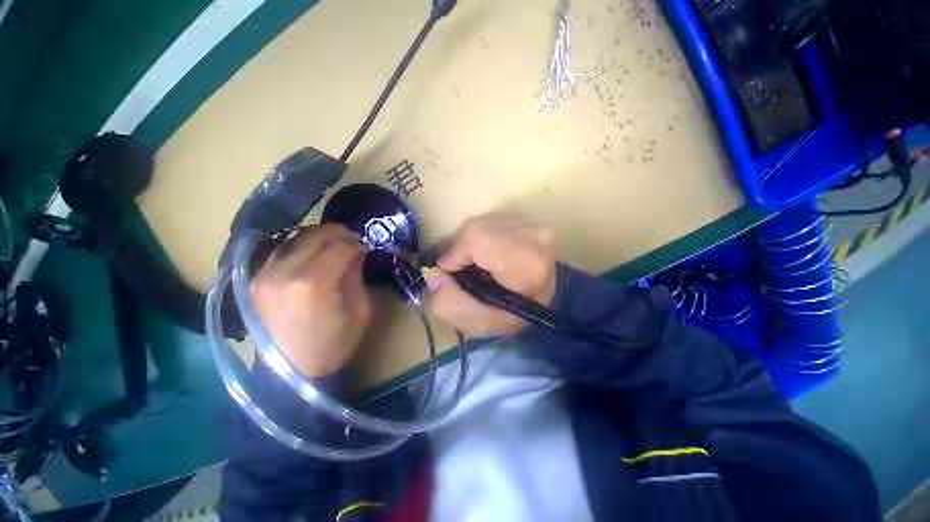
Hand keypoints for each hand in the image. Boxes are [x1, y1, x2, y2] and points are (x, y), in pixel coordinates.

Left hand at [251, 224, 370, 377]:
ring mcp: (265, 275)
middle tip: (353, 237)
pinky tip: (313, 251)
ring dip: (319, 236)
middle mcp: (284, 273)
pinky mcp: (257, 281)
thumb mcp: (359, 311)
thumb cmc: (334, 345)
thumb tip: (356, 253)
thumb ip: (356, 277)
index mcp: (314, 284)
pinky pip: (281, 251)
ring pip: (295, 238)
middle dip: (338, 232)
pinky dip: (300, 246)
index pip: (339, 248)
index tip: (366, 246)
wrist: (291, 372)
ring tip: (335, 242)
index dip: (356, 244)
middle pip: (314, 236)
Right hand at [424, 214, 556, 337]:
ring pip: (480, 223)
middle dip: (461, 250)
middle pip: (475, 229)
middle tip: (466, 271)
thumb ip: (450, 303)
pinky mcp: (528, 219)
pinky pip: (489, 222)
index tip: (453, 275)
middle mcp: (533, 235)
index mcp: (526, 264)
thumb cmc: (514, 315)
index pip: (475, 240)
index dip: (455, 256)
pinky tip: (489, 253)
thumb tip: (433, 273)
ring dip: (471, 244)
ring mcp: (533, 224)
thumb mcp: (478, 323)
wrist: (545, 299)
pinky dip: (481, 237)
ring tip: (479, 263)